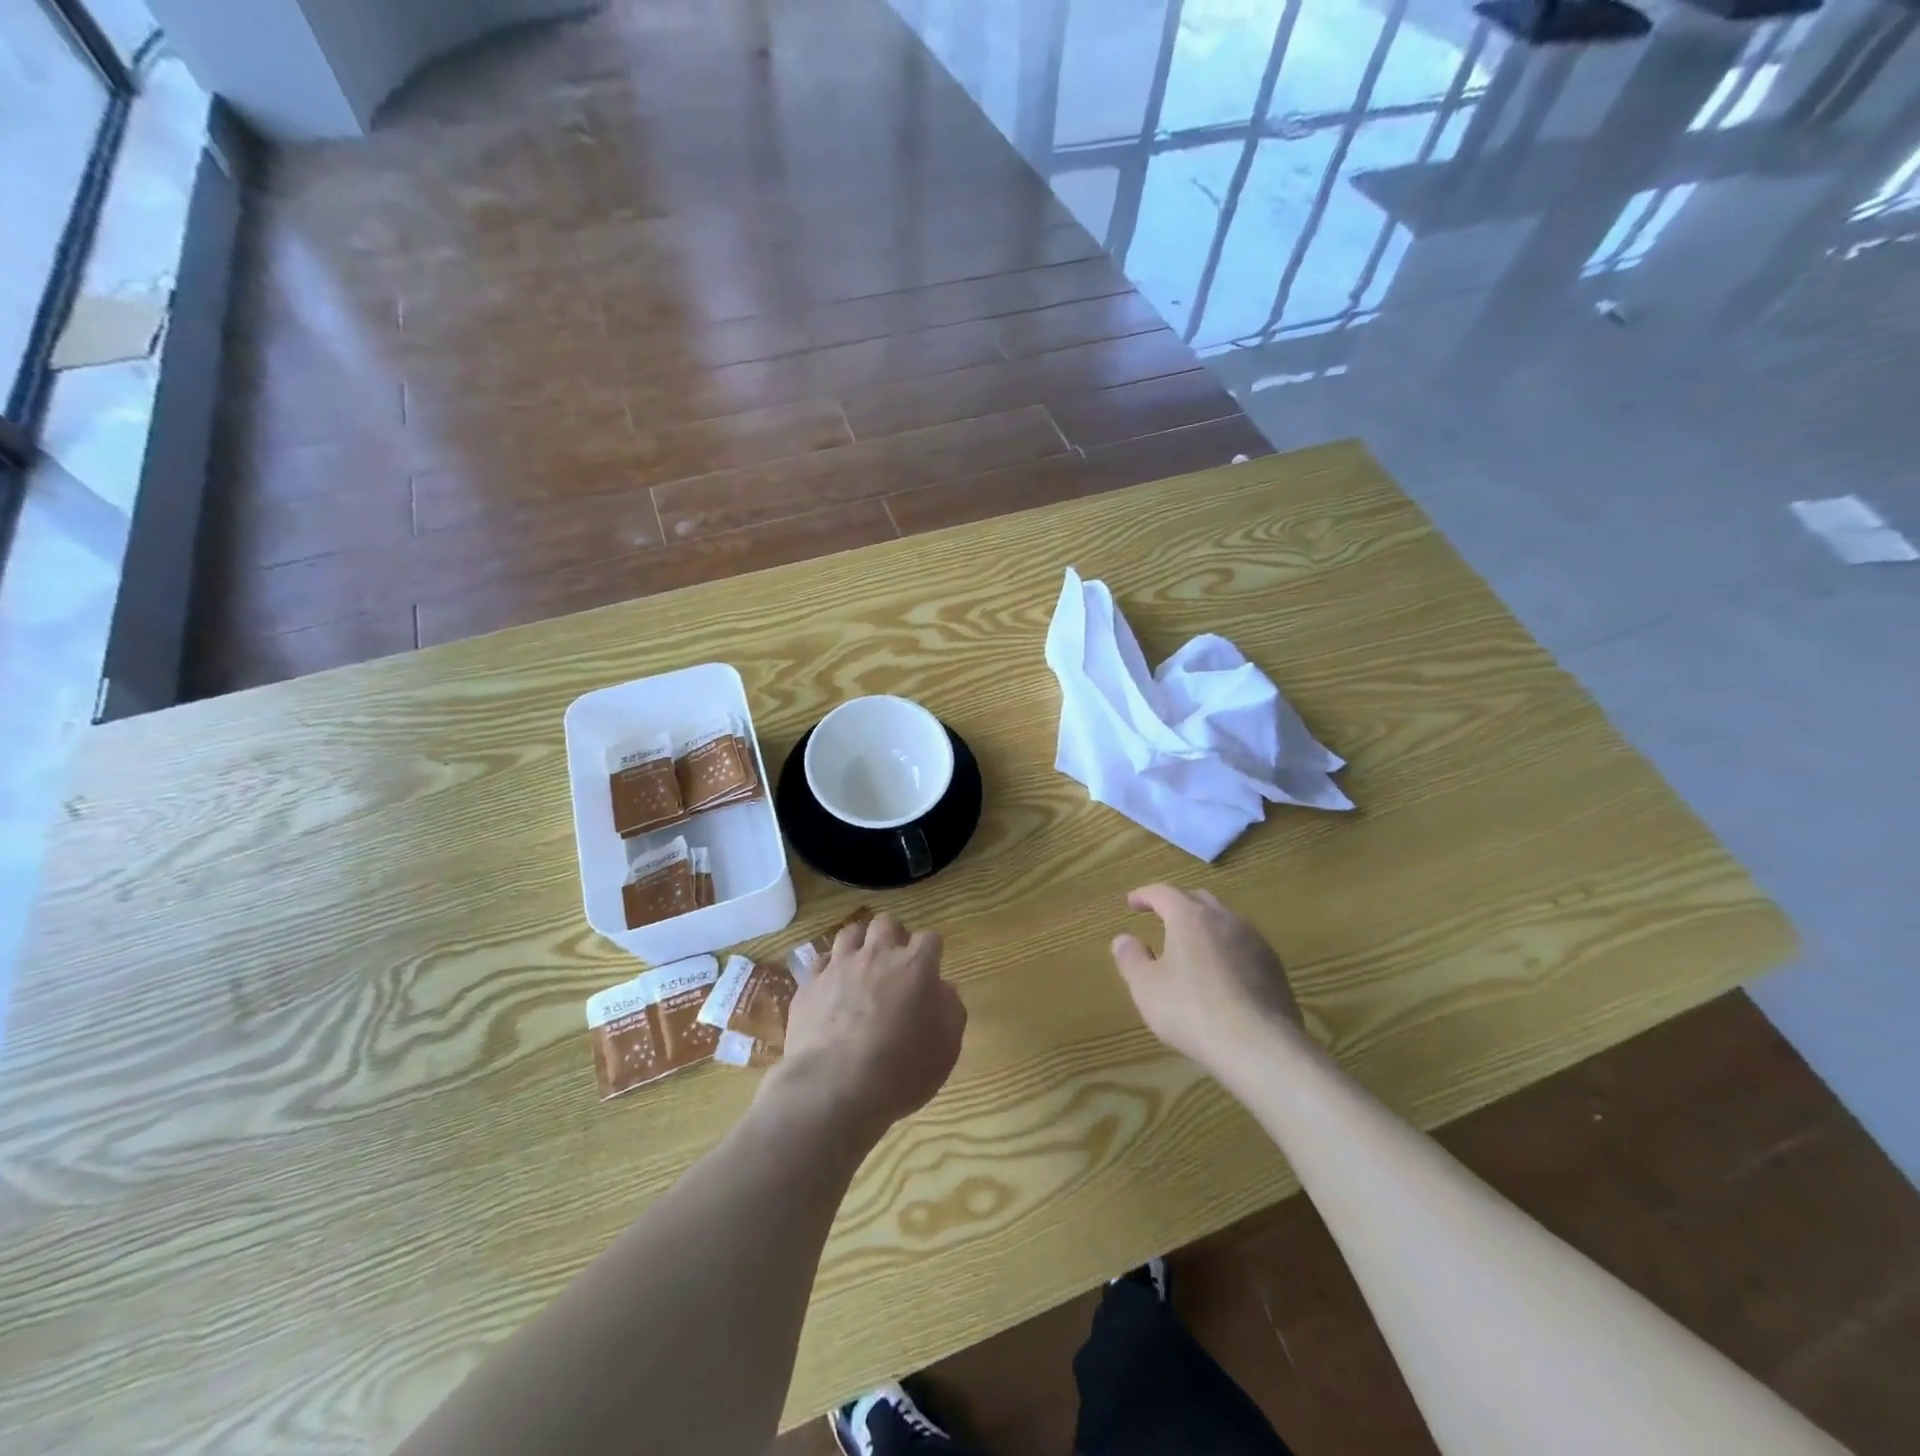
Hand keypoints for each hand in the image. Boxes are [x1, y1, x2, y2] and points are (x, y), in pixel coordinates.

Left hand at [775, 914, 965, 1138]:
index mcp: (915, 966)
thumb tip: (943, 989)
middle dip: (894, 935)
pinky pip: (821, 960)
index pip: (929, 938)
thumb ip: (950, 1010)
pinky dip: (830, 968)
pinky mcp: (809, 983)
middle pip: (887, 923)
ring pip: (851, 932)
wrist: (834, 1087)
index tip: (931, 969)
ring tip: (863, 965)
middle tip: (896, 961)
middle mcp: (877, 955)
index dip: (931, 951)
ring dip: (861, 943)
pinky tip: (833, 986)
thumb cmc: (900, 1070)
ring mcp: (839, 966)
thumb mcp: (946, 1048)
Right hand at [1110, 885, 1302, 1073]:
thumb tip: (1123, 939)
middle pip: (1198, 900)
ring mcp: (1255, 942)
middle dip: (1177, 904)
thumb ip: (1130, 958)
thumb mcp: (1146, 987)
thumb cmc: (1192, 1010)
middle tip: (1161, 916)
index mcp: (1190, 917)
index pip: (1163, 892)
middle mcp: (1225, 919)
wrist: (1261, 1047)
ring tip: (1191, 946)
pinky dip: (1225, 949)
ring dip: (1204, 927)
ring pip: (1225, 922)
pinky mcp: (1274, 968)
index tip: (1132, 902)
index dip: (1145, 895)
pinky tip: (1220, 974)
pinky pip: (1243, 946)